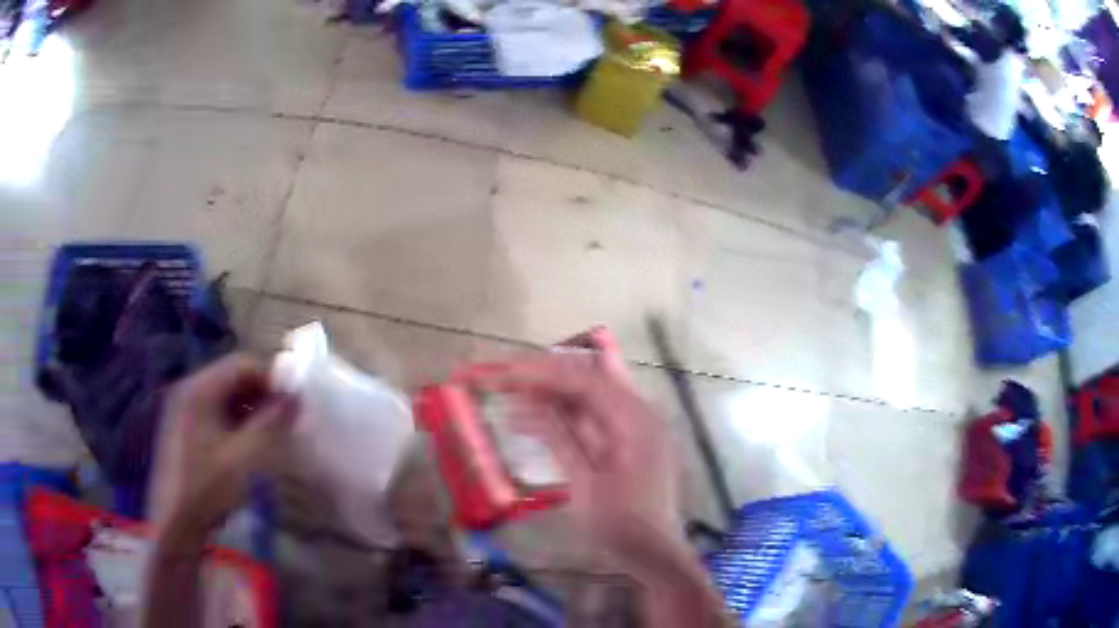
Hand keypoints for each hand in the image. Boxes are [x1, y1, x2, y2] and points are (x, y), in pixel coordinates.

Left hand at [148, 353, 297, 540]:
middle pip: (231, 376)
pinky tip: (245, 444)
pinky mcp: (182, 426)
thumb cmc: (208, 488)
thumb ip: (270, 423)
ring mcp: (182, 407)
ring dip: (249, 408)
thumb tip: (295, 397)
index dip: (271, 378)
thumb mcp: (244, 457)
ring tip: (268, 434)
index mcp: (199, 389)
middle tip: (284, 420)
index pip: (241, 363)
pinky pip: (213, 410)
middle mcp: (188, 389)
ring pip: (223, 395)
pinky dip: (233, 420)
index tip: (293, 402)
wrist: (176, 523)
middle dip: (261, 394)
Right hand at [466, 354, 684, 564]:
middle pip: (586, 382)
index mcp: (636, 420)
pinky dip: (560, 419)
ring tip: (507, 395)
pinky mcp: (625, 442)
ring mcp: (634, 427)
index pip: (585, 381)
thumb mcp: (585, 484)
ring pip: (585, 398)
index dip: (542, 374)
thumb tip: (526, 400)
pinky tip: (529, 422)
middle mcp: (638, 413)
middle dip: (542, 378)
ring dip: (547, 397)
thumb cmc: (622, 525)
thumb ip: (560, 437)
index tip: (505, 374)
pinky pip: (589, 419)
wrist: (655, 554)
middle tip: (501, 379)